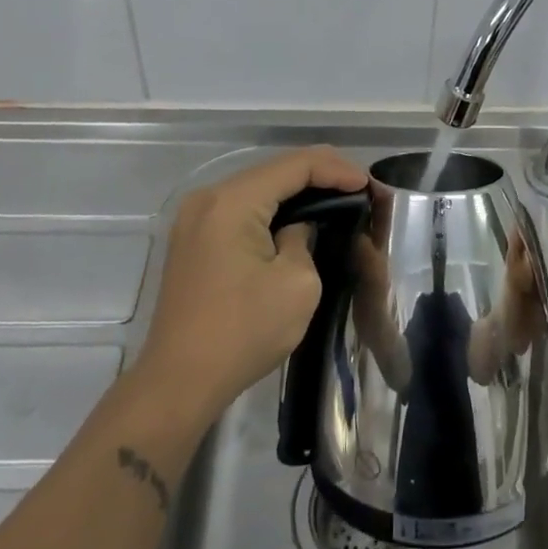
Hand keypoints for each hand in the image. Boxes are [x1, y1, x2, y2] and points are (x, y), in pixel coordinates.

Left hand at [138, 145, 368, 425]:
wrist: (178, 383)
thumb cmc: (243, 332)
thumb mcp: (297, 284)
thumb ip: (305, 238)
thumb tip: (298, 228)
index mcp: (232, 201)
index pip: (295, 165)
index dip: (337, 169)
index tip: (369, 186)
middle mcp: (208, 198)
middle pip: (274, 170)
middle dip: (319, 176)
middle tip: (358, 190)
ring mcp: (195, 218)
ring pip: (257, 188)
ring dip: (296, 192)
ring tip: (336, 200)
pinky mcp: (192, 239)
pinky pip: (241, 208)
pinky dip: (272, 209)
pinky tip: (298, 219)